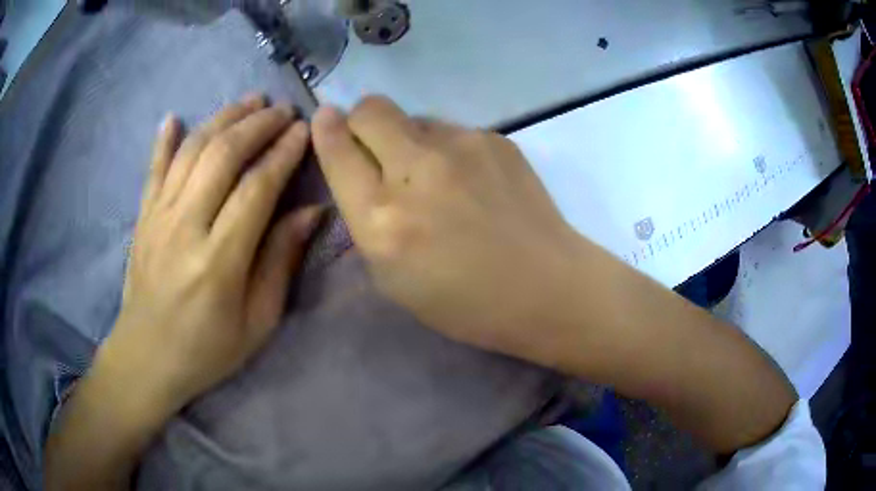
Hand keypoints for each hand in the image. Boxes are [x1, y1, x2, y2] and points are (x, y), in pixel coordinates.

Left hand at [104, 95, 320, 411]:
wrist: (147, 358)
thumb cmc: (207, 350)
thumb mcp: (257, 322)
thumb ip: (280, 262)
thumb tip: (311, 213)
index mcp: (219, 261)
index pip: (256, 188)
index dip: (283, 153)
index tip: (303, 129)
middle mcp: (185, 228)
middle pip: (222, 156)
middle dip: (257, 124)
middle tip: (282, 109)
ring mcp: (158, 218)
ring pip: (191, 151)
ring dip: (222, 119)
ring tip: (248, 102)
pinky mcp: (142, 218)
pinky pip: (153, 169)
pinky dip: (163, 140)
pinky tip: (174, 117)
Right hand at [311, 96, 579, 360]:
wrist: (545, 286)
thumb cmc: (465, 301)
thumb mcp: (392, 278)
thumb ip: (366, 219)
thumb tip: (359, 169)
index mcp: (383, 219)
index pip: (338, 150)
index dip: (326, 129)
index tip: (325, 119)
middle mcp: (416, 171)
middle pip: (371, 109)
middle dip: (361, 121)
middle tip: (376, 147)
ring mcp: (461, 146)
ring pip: (413, 117)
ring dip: (409, 140)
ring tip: (436, 178)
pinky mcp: (495, 139)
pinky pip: (451, 130)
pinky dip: (447, 149)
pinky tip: (471, 181)